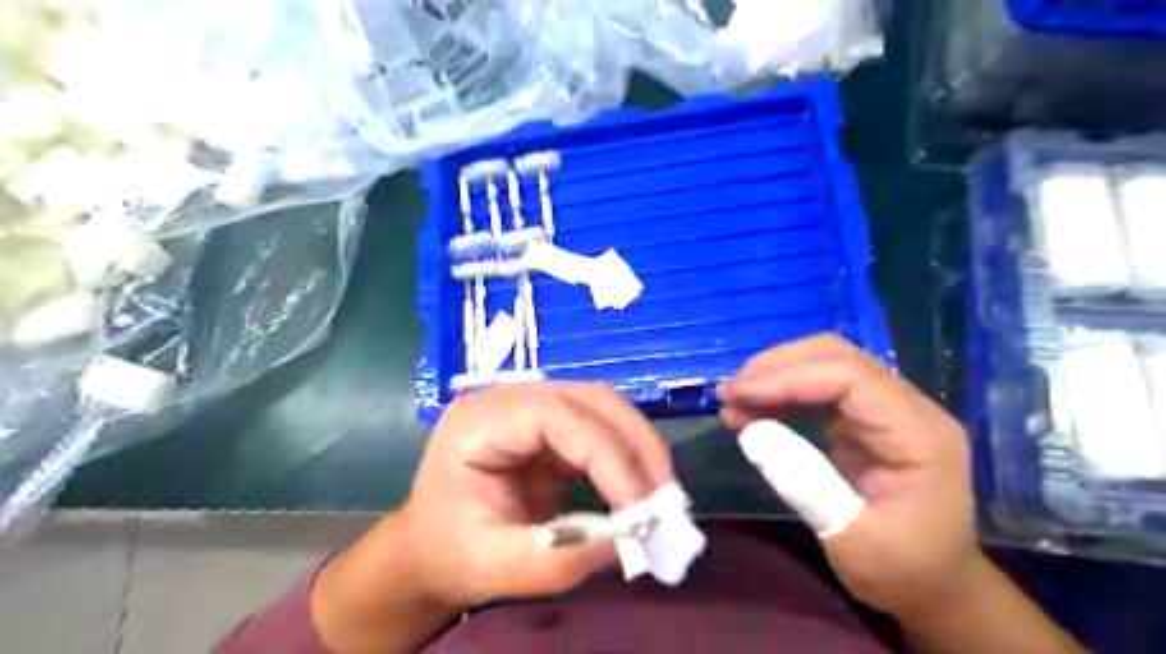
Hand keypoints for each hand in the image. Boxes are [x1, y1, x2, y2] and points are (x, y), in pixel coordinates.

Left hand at [313, 383, 673, 653]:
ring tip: (662, 496)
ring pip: (604, 407)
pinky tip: (644, 487)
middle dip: (635, 446)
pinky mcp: (554, 428)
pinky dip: (630, 456)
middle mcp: (509, 401)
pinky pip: (603, 428)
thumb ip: (555, 560)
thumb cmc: (448, 553)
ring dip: (640, 447)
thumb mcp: (493, 567)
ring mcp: (534, 408)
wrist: (431, 547)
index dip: (605, 455)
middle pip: (589, 399)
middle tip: (667, 500)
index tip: (640, 508)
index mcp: (478, 422)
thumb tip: (625, 543)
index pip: (555, 416)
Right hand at [721, 337, 975, 617]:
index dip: (788, 377)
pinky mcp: (864, 418)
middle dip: (777, 368)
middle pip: (837, 357)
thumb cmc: (902, 570)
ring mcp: (885, 410)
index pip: (850, 377)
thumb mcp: (851, 538)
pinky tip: (750, 409)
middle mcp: (906, 408)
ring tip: (732, 399)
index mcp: (917, 433)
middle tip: (729, 392)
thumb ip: (802, 482)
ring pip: (825, 364)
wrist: (934, 587)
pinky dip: (781, 393)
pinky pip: (819, 388)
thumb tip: (750, 433)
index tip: (737, 394)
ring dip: (775, 376)